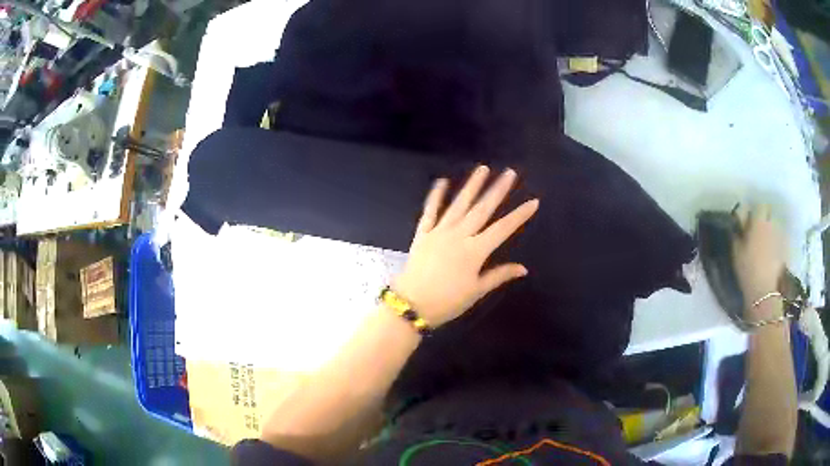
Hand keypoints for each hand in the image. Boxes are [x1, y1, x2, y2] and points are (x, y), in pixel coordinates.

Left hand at [392, 166, 538, 326]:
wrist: (411, 303)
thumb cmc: (448, 301)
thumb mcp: (476, 291)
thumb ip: (499, 275)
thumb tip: (523, 268)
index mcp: (475, 251)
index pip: (503, 229)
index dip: (519, 215)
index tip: (533, 201)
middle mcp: (459, 235)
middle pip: (482, 209)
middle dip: (498, 190)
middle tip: (509, 173)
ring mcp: (439, 231)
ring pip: (459, 204)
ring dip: (472, 186)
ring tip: (483, 169)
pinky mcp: (423, 233)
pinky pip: (430, 211)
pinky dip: (436, 196)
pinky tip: (441, 181)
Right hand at [732, 205, 786, 304]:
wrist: (763, 291)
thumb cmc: (747, 268)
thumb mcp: (736, 251)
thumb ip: (738, 233)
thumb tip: (738, 224)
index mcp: (759, 221)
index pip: (760, 205)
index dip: (755, 211)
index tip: (750, 220)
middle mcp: (772, 224)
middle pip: (770, 215)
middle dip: (764, 220)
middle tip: (757, 232)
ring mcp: (780, 237)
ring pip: (775, 228)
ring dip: (770, 232)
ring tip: (765, 245)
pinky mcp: (784, 250)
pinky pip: (780, 241)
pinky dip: (776, 244)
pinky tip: (771, 255)